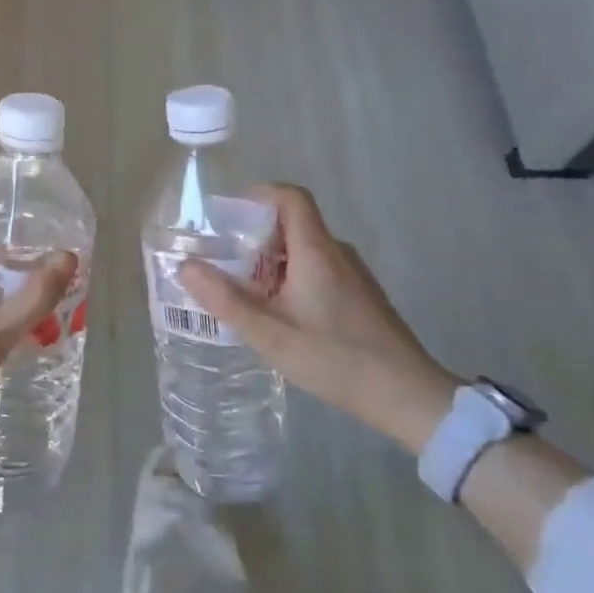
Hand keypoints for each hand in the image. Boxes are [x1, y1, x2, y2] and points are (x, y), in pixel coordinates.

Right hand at [180, 185, 456, 453]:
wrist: (408, 397)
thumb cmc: (336, 359)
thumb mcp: (270, 334)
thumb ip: (226, 300)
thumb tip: (185, 266)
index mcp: (316, 251)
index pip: (291, 196)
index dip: (259, 195)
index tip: (228, 216)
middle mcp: (336, 253)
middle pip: (292, 223)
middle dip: (254, 236)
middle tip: (224, 262)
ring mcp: (353, 275)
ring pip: (304, 249)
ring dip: (271, 261)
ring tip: (245, 293)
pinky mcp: (360, 296)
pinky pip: (318, 269)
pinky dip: (291, 278)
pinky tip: (280, 316)